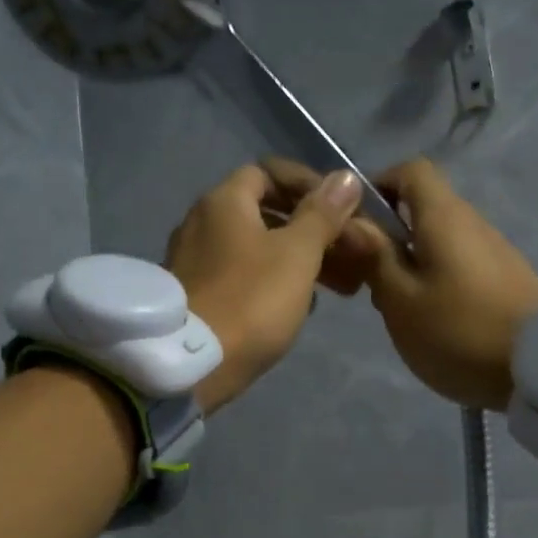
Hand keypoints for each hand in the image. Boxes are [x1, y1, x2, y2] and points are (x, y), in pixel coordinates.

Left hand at [164, 163, 363, 412]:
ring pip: (256, 248)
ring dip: (296, 259)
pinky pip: (242, 276)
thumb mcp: (297, 254)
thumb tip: (345, 177)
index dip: (307, 184)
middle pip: (264, 212)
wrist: (191, 366)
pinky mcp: (195, 296)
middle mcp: (201, 223)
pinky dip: (272, 282)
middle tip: (346, 252)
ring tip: (335, 286)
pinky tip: (299, 307)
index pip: (268, 172)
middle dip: (310, 229)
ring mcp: (194, 261)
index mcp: (224, 202)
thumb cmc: (250, 300)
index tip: (339, 208)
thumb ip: (323, 215)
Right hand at [267, 157, 537, 410]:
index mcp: (444, 217)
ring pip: (441, 242)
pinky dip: (439, 282)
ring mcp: (496, 251)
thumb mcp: (401, 300)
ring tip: (400, 309)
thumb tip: (352, 221)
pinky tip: (435, 322)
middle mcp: (473, 223)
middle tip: (369, 281)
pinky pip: (462, 266)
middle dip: (390, 237)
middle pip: (424, 209)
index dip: (378, 187)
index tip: (357, 225)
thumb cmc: (460, 332)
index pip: (410, 170)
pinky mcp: (508, 280)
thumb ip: (374, 257)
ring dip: (413, 265)